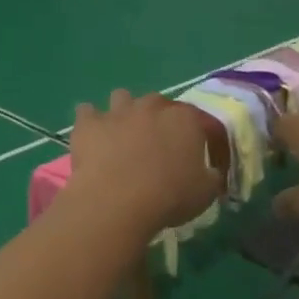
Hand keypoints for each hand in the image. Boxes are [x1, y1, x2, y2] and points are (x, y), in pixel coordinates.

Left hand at [67, 90, 222, 238]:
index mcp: (186, 120)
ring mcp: (118, 111)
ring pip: (122, 97)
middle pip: (158, 104)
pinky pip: (86, 112)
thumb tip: (212, 173)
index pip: (198, 120)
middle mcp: (152, 106)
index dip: (198, 137)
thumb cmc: (169, 196)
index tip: (195, 157)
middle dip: (158, 119)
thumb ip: (212, 177)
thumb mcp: (205, 193)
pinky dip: (90, 122)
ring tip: (122, 136)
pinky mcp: (89, 123)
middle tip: (156, 146)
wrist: (118, 201)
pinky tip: (91, 137)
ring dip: (124, 112)